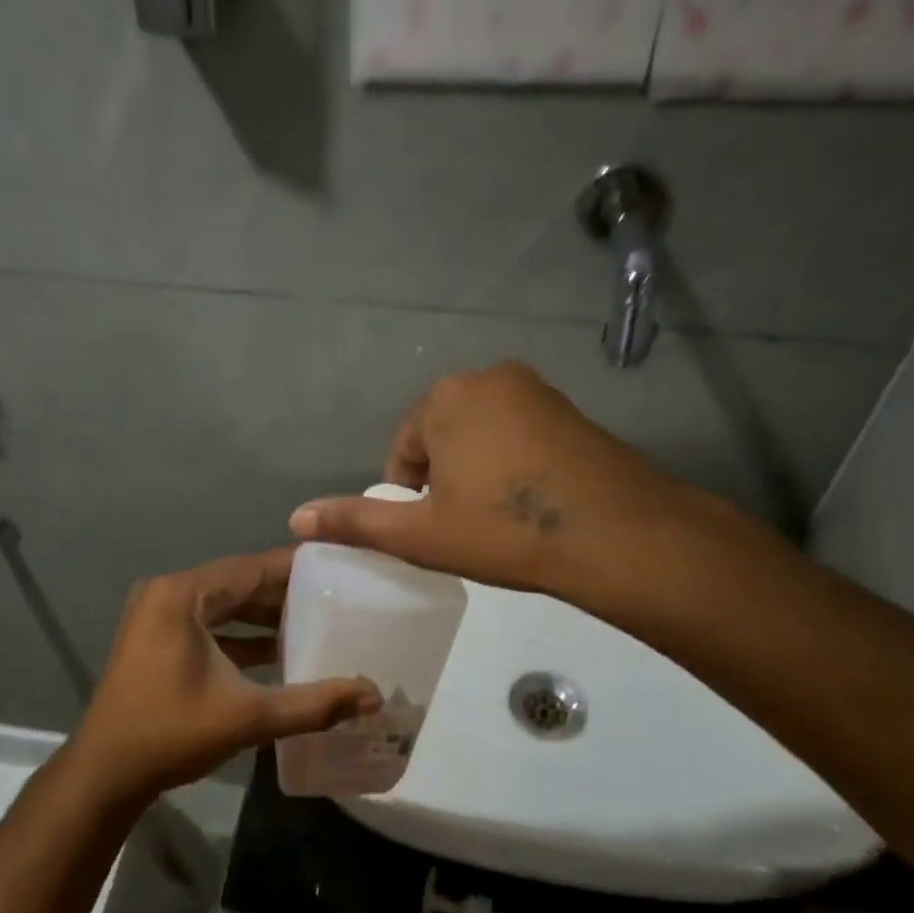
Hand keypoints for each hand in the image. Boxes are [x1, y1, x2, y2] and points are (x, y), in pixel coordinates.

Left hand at [69, 549, 380, 800]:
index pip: (251, 568)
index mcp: (182, 595)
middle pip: (238, 583)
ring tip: (315, 620)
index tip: (338, 567)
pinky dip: (240, 634)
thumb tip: (372, 696)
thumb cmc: (171, 734)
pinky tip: (278, 650)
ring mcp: (157, 615)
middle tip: (335, 595)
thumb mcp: (248, 716)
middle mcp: (168, 593)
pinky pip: (208, 623)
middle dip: (284, 592)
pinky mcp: (156, 637)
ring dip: (263, 615)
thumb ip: (312, 704)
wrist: (105, 774)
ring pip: (223, 604)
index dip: (296, 567)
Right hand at [288, 362, 724, 614]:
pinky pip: (520, 432)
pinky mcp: (571, 408)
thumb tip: (295, 519)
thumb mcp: (422, 534)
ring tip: (496, 517)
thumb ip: (356, 522)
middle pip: (442, 434)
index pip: (404, 448)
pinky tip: (530, 501)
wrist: (618, 535)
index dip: (409, 494)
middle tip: (464, 525)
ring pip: (481, 433)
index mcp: (446, 397)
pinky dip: (513, 462)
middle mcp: (488, 377)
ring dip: (477, 469)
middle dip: (443, 477)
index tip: (432, 529)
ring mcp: (536, 389)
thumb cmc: (506, 531)